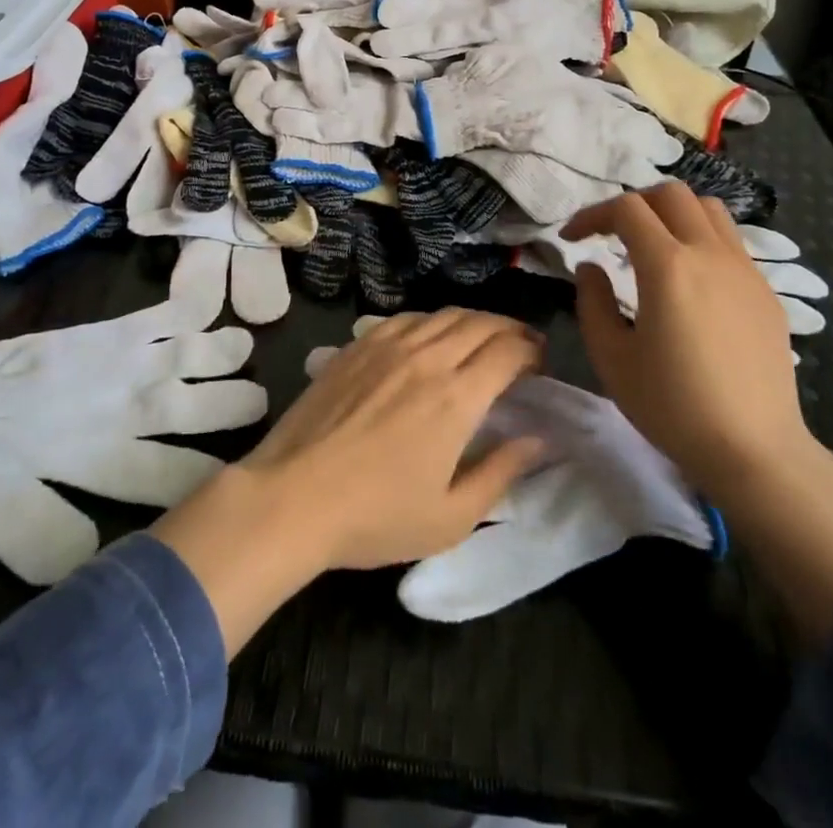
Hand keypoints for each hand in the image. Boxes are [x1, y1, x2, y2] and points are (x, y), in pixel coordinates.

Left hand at [151, 309, 544, 655]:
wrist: (292, 497)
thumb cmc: (376, 517)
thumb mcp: (451, 516)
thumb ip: (501, 472)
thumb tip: (538, 439)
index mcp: (456, 397)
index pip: (507, 351)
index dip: (531, 350)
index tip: (540, 363)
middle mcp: (426, 357)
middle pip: (479, 323)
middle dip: (509, 329)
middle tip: (522, 346)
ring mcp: (386, 345)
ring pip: (442, 315)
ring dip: (473, 321)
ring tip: (482, 338)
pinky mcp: (357, 346)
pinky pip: (405, 319)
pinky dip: (431, 322)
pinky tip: (430, 338)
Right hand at [565, 183, 812, 504]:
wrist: (754, 449)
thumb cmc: (672, 406)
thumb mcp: (611, 357)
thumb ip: (592, 301)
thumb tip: (591, 266)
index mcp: (668, 266)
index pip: (626, 209)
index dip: (592, 215)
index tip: (572, 238)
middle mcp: (709, 254)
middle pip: (670, 194)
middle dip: (633, 204)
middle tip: (610, 234)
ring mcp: (744, 269)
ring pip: (708, 209)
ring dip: (672, 213)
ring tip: (651, 244)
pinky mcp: (765, 291)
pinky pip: (730, 241)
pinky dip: (700, 238)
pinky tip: (689, 278)